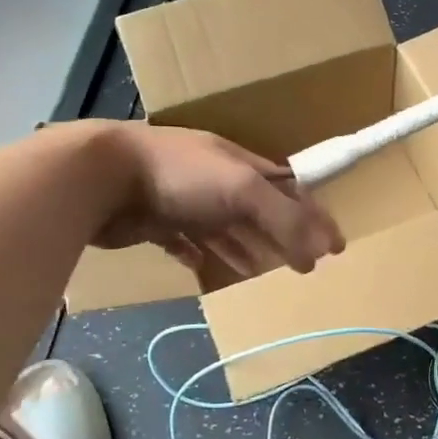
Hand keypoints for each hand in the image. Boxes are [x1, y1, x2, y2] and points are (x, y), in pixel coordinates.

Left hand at [93, 123, 344, 277]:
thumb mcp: (243, 190)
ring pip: (223, 230)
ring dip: (244, 249)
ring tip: (262, 274)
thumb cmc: (181, 176)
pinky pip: (184, 243)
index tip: (336, 245)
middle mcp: (215, 180)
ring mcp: (183, 201)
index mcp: (240, 164)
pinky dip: (199, 256)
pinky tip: (206, 272)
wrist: (101, 177)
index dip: (314, 214)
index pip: (289, 189)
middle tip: (303, 265)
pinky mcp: (154, 223)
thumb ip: (285, 218)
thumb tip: (323, 250)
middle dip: (281, 235)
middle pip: (258, 211)